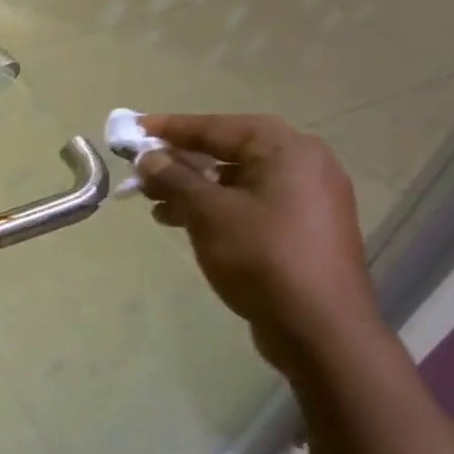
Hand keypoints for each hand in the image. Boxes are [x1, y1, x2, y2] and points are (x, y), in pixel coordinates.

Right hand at [135, 114, 382, 374]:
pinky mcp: (303, 228)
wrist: (319, 327)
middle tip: (142, 170)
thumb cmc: (262, 257)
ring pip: (238, 180)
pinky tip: (184, 223)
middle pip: (230, 151)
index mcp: (287, 150)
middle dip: (182, 161)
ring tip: (155, 202)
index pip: (218, 127)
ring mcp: (308, 198)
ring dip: (194, 187)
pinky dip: (217, 207)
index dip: (172, 128)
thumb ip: (174, 178)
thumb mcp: (208, 213)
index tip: (134, 129)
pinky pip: (251, 203)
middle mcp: (304, 165)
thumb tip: (148, 157)